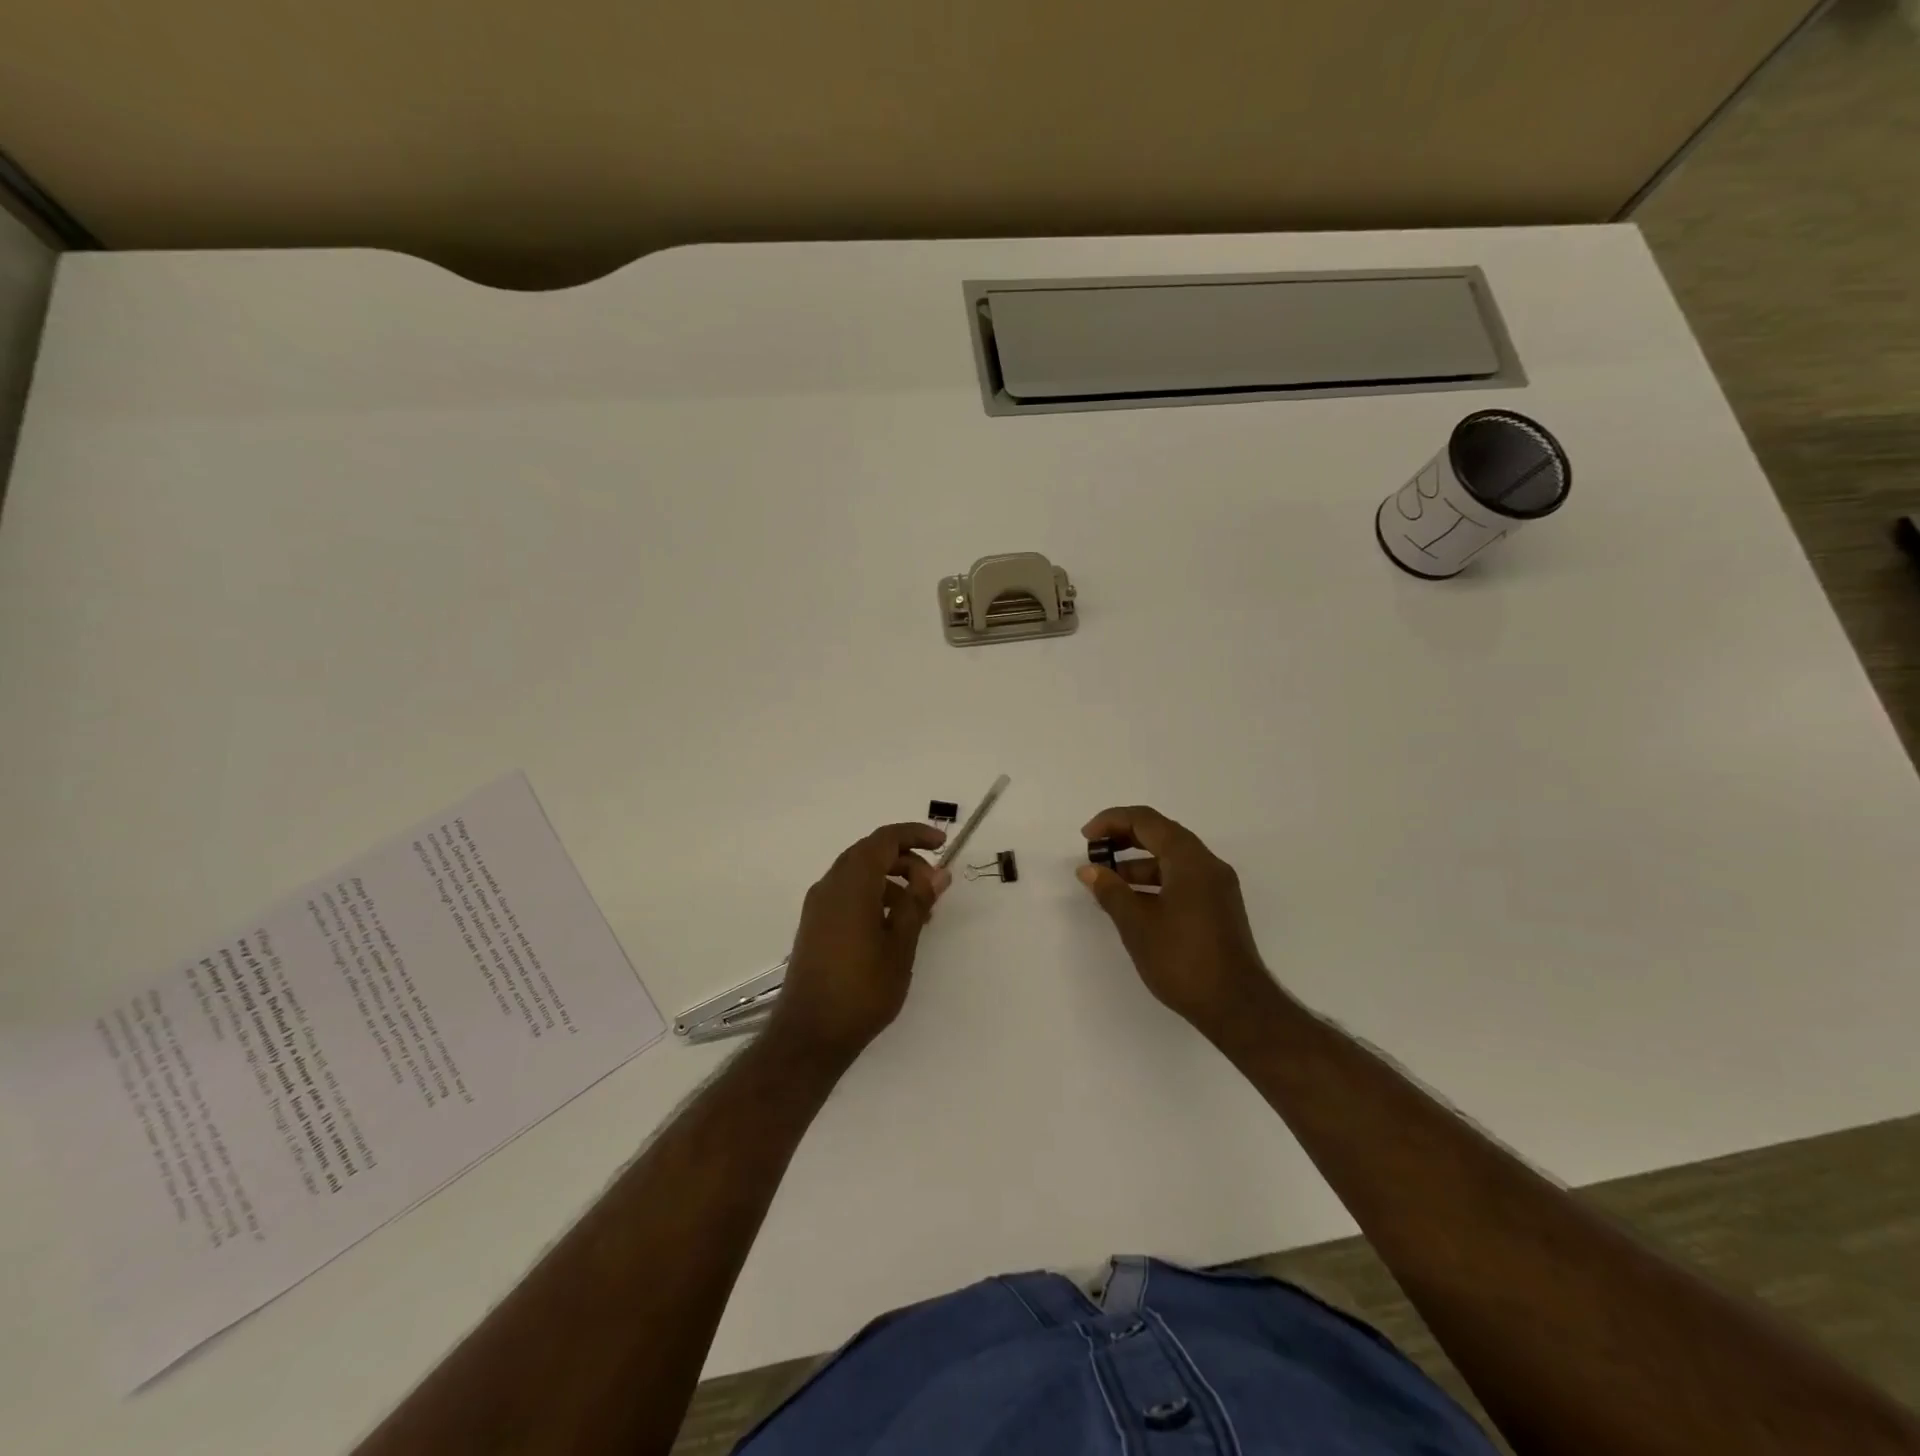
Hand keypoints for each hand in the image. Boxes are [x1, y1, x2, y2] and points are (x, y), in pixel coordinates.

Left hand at [771, 822, 951, 1060]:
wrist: (809, 1034)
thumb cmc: (862, 989)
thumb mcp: (901, 945)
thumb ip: (918, 903)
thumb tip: (937, 873)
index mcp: (852, 883)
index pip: (884, 839)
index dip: (915, 834)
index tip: (942, 844)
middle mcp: (830, 885)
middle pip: (870, 853)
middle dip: (905, 860)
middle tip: (934, 885)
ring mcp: (818, 905)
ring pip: (859, 874)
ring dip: (891, 881)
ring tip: (920, 913)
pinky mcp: (815, 925)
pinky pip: (847, 894)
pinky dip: (873, 896)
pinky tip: (892, 928)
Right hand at [1076, 805, 1276, 1036]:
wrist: (1236, 1007)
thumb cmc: (1182, 959)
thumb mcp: (1137, 924)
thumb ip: (1111, 891)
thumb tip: (1089, 870)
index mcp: (1190, 860)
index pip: (1147, 821)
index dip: (1112, 822)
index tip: (1087, 839)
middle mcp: (1208, 865)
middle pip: (1162, 834)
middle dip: (1124, 838)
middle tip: (1095, 853)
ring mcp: (1217, 886)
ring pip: (1172, 858)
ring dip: (1138, 862)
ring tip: (1108, 882)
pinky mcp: (1218, 907)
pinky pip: (1182, 878)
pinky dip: (1155, 881)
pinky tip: (1133, 902)